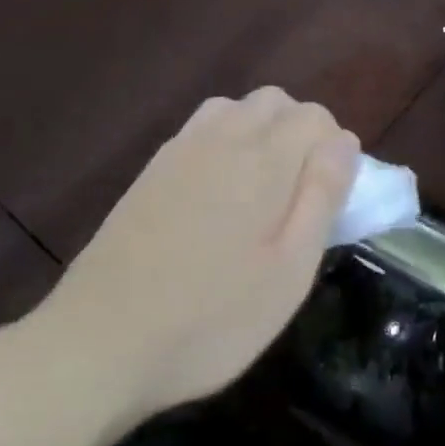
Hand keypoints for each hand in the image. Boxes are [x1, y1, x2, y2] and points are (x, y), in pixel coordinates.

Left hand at [32, 89, 359, 430]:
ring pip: (234, 109)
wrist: (99, 344)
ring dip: (260, 131)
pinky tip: (218, 194)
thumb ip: (322, 196)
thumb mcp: (290, 270)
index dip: (335, 149)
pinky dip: (224, 142)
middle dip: (301, 132)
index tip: (332, 198)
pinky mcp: (149, 173)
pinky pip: (200, 130)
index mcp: (262, 160)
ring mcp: (178, 152)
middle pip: (275, 102)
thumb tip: (344, 142)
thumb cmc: (213, 318)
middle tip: (300, 194)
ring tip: (262, 189)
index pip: (314, 117)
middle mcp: (220, 140)